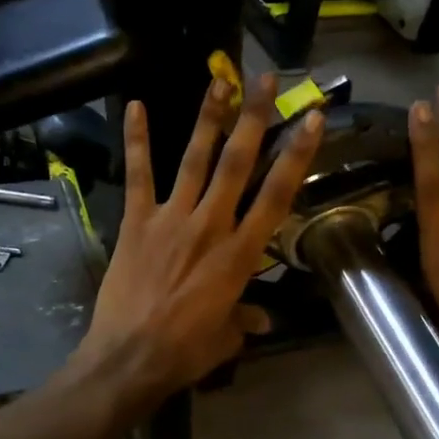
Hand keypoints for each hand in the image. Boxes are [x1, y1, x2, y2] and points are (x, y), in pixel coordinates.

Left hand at [75, 74, 324, 404]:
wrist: (128, 359)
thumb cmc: (185, 352)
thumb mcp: (226, 337)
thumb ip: (245, 317)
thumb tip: (263, 318)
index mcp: (240, 253)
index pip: (276, 195)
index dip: (296, 155)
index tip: (310, 119)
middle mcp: (211, 225)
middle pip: (238, 164)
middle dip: (254, 119)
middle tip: (265, 80)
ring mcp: (171, 219)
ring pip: (195, 159)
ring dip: (209, 118)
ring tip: (219, 79)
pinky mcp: (137, 221)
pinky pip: (139, 175)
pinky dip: (137, 140)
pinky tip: (134, 106)